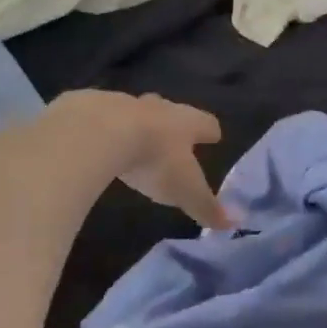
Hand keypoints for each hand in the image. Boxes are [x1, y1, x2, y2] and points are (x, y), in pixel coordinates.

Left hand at [49, 91, 229, 229]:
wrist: (100, 132)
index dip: (210, 131)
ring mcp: (124, 103)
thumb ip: (207, 207)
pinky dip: (104, 127)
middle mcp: (158, 107)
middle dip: (173, 123)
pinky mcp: (91, 106)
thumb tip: (234, 224)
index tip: (214, 136)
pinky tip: (97, 140)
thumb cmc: (154, 160)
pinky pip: (102, 115)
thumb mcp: (184, 190)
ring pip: (136, 111)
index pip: (206, 123)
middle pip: (171, 111)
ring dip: (137, 124)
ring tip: (134, 140)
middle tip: (173, 137)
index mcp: (185, 122)